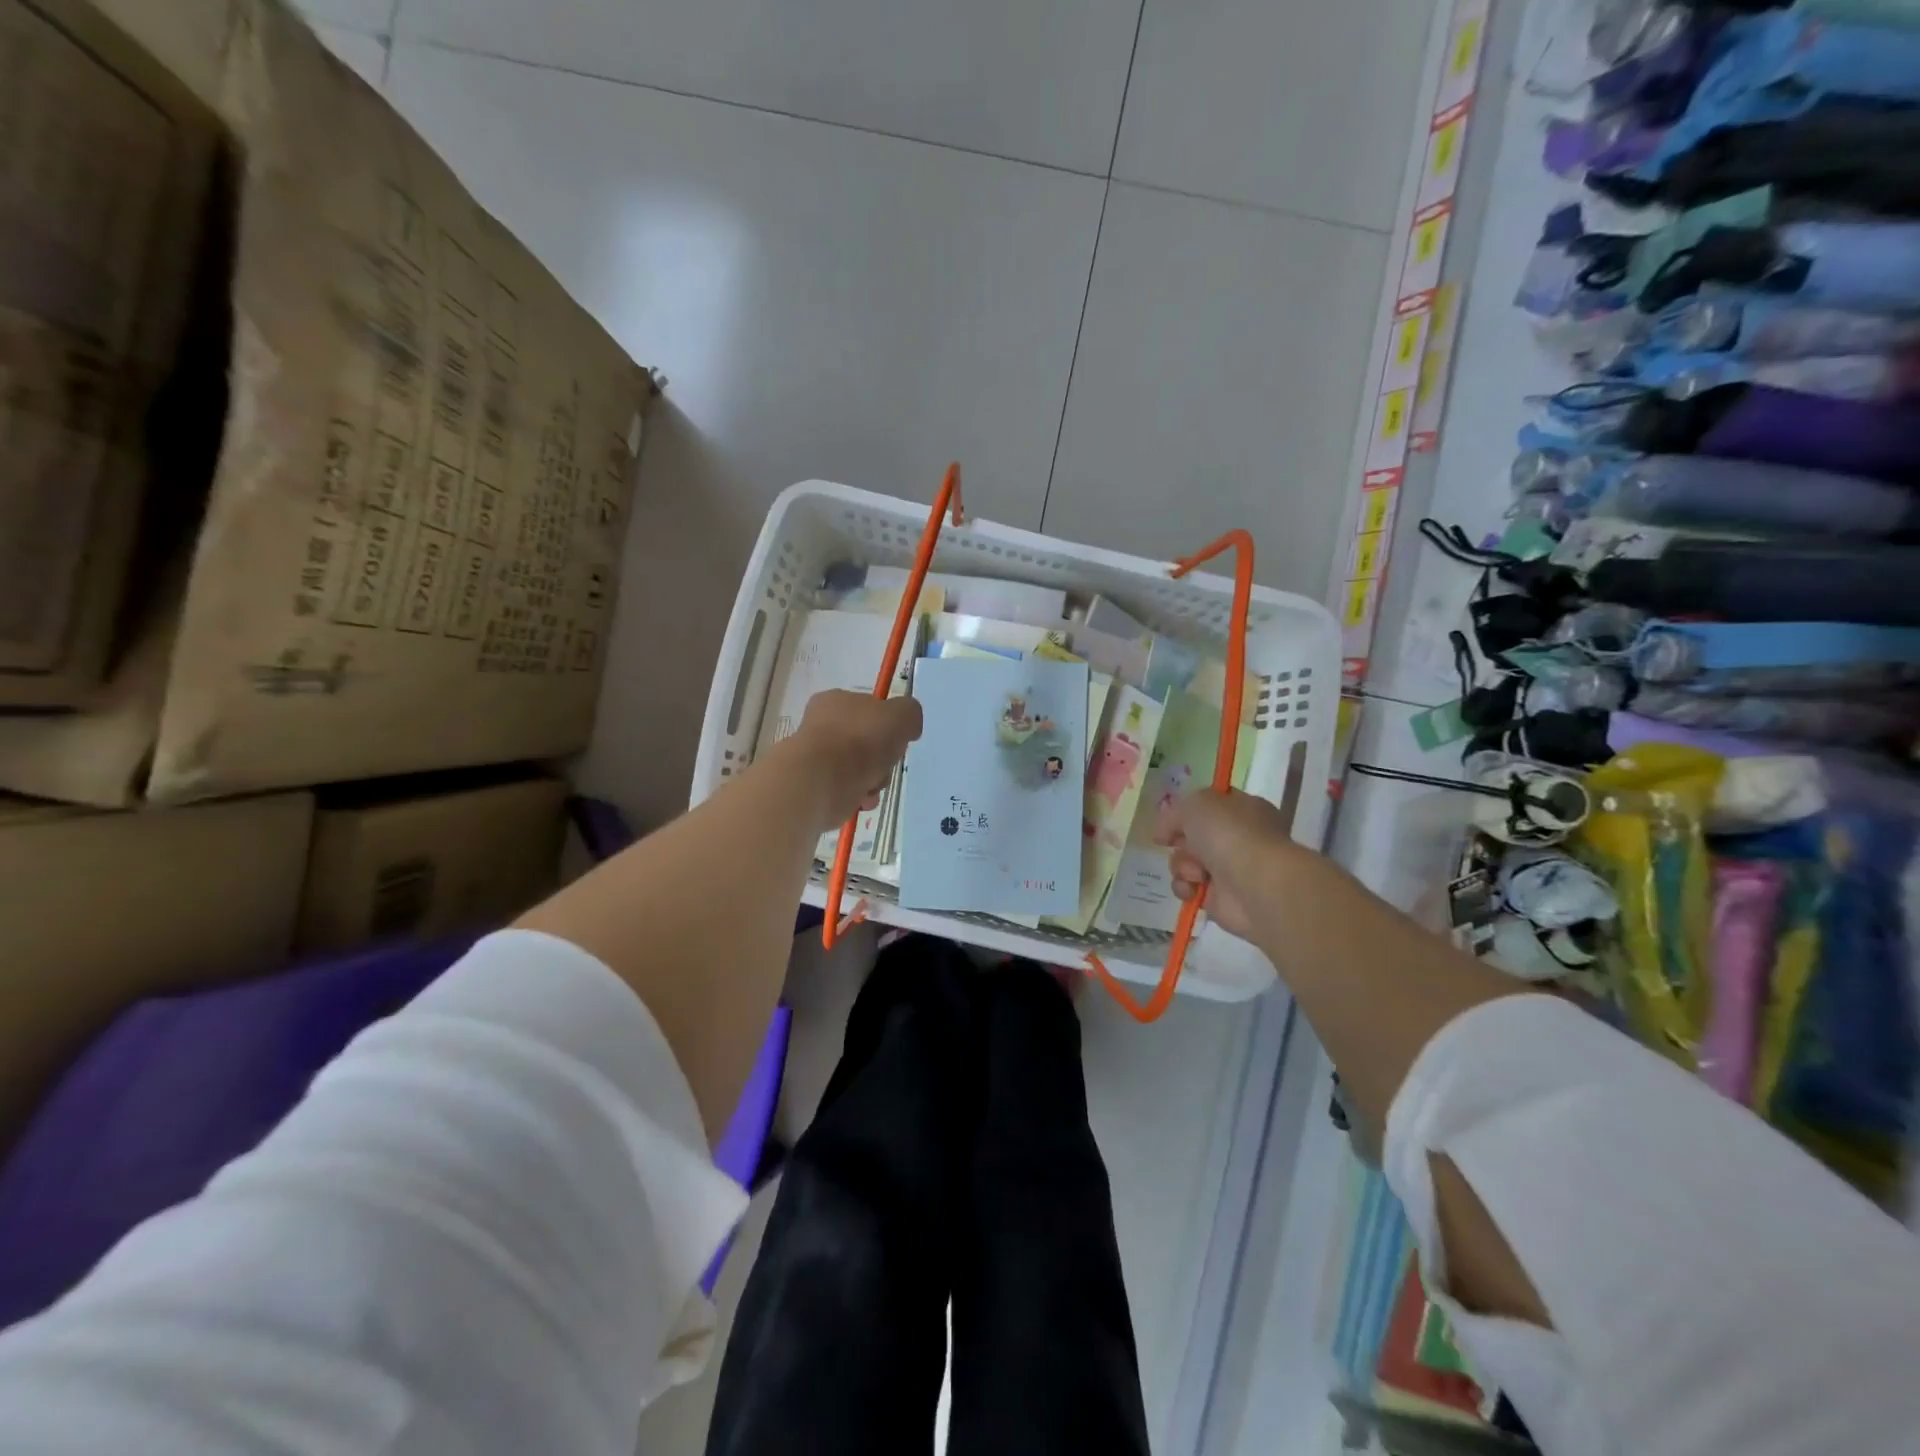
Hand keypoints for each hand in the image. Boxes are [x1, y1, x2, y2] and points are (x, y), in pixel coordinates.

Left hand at [780, 690, 923, 830]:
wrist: (821, 781)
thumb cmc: (860, 740)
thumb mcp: (901, 715)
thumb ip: (909, 714)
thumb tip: (907, 727)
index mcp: (835, 701)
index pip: (867, 708)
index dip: (887, 724)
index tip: (897, 738)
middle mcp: (821, 726)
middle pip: (866, 742)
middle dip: (883, 758)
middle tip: (887, 763)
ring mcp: (816, 758)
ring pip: (859, 769)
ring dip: (874, 780)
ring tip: (873, 786)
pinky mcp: (815, 787)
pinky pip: (847, 791)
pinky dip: (859, 796)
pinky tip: (862, 799)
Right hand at [1159, 789, 1304, 941]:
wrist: (1254, 883)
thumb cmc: (1230, 834)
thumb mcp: (1195, 804)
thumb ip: (1174, 813)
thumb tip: (1164, 833)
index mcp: (1242, 809)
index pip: (1210, 806)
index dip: (1187, 812)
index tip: (1170, 820)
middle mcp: (1237, 838)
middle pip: (1192, 836)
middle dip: (1181, 841)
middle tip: (1180, 844)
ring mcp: (1229, 869)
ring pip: (1186, 862)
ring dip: (1181, 865)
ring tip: (1196, 872)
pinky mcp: (1219, 898)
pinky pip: (1188, 888)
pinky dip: (1185, 887)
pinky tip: (1193, 888)